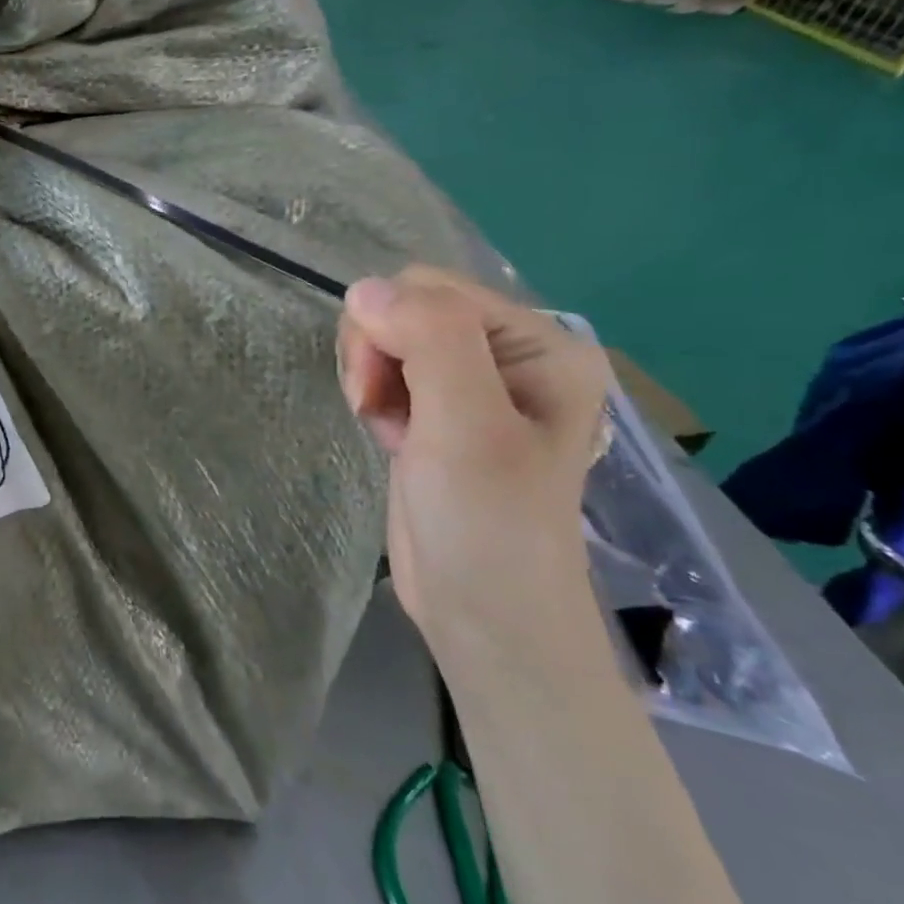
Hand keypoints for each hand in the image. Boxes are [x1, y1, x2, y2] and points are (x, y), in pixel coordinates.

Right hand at [337, 266, 611, 671]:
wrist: (484, 615)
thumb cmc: (488, 523)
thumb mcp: (466, 427)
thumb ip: (429, 342)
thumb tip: (364, 288)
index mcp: (539, 344)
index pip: (432, 290)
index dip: (391, 329)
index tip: (380, 390)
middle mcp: (508, 355)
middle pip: (406, 308)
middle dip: (377, 354)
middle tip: (381, 410)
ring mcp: (472, 385)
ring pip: (388, 338)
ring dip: (372, 379)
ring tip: (392, 429)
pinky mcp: (439, 413)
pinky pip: (387, 372)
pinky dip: (375, 400)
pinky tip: (392, 438)